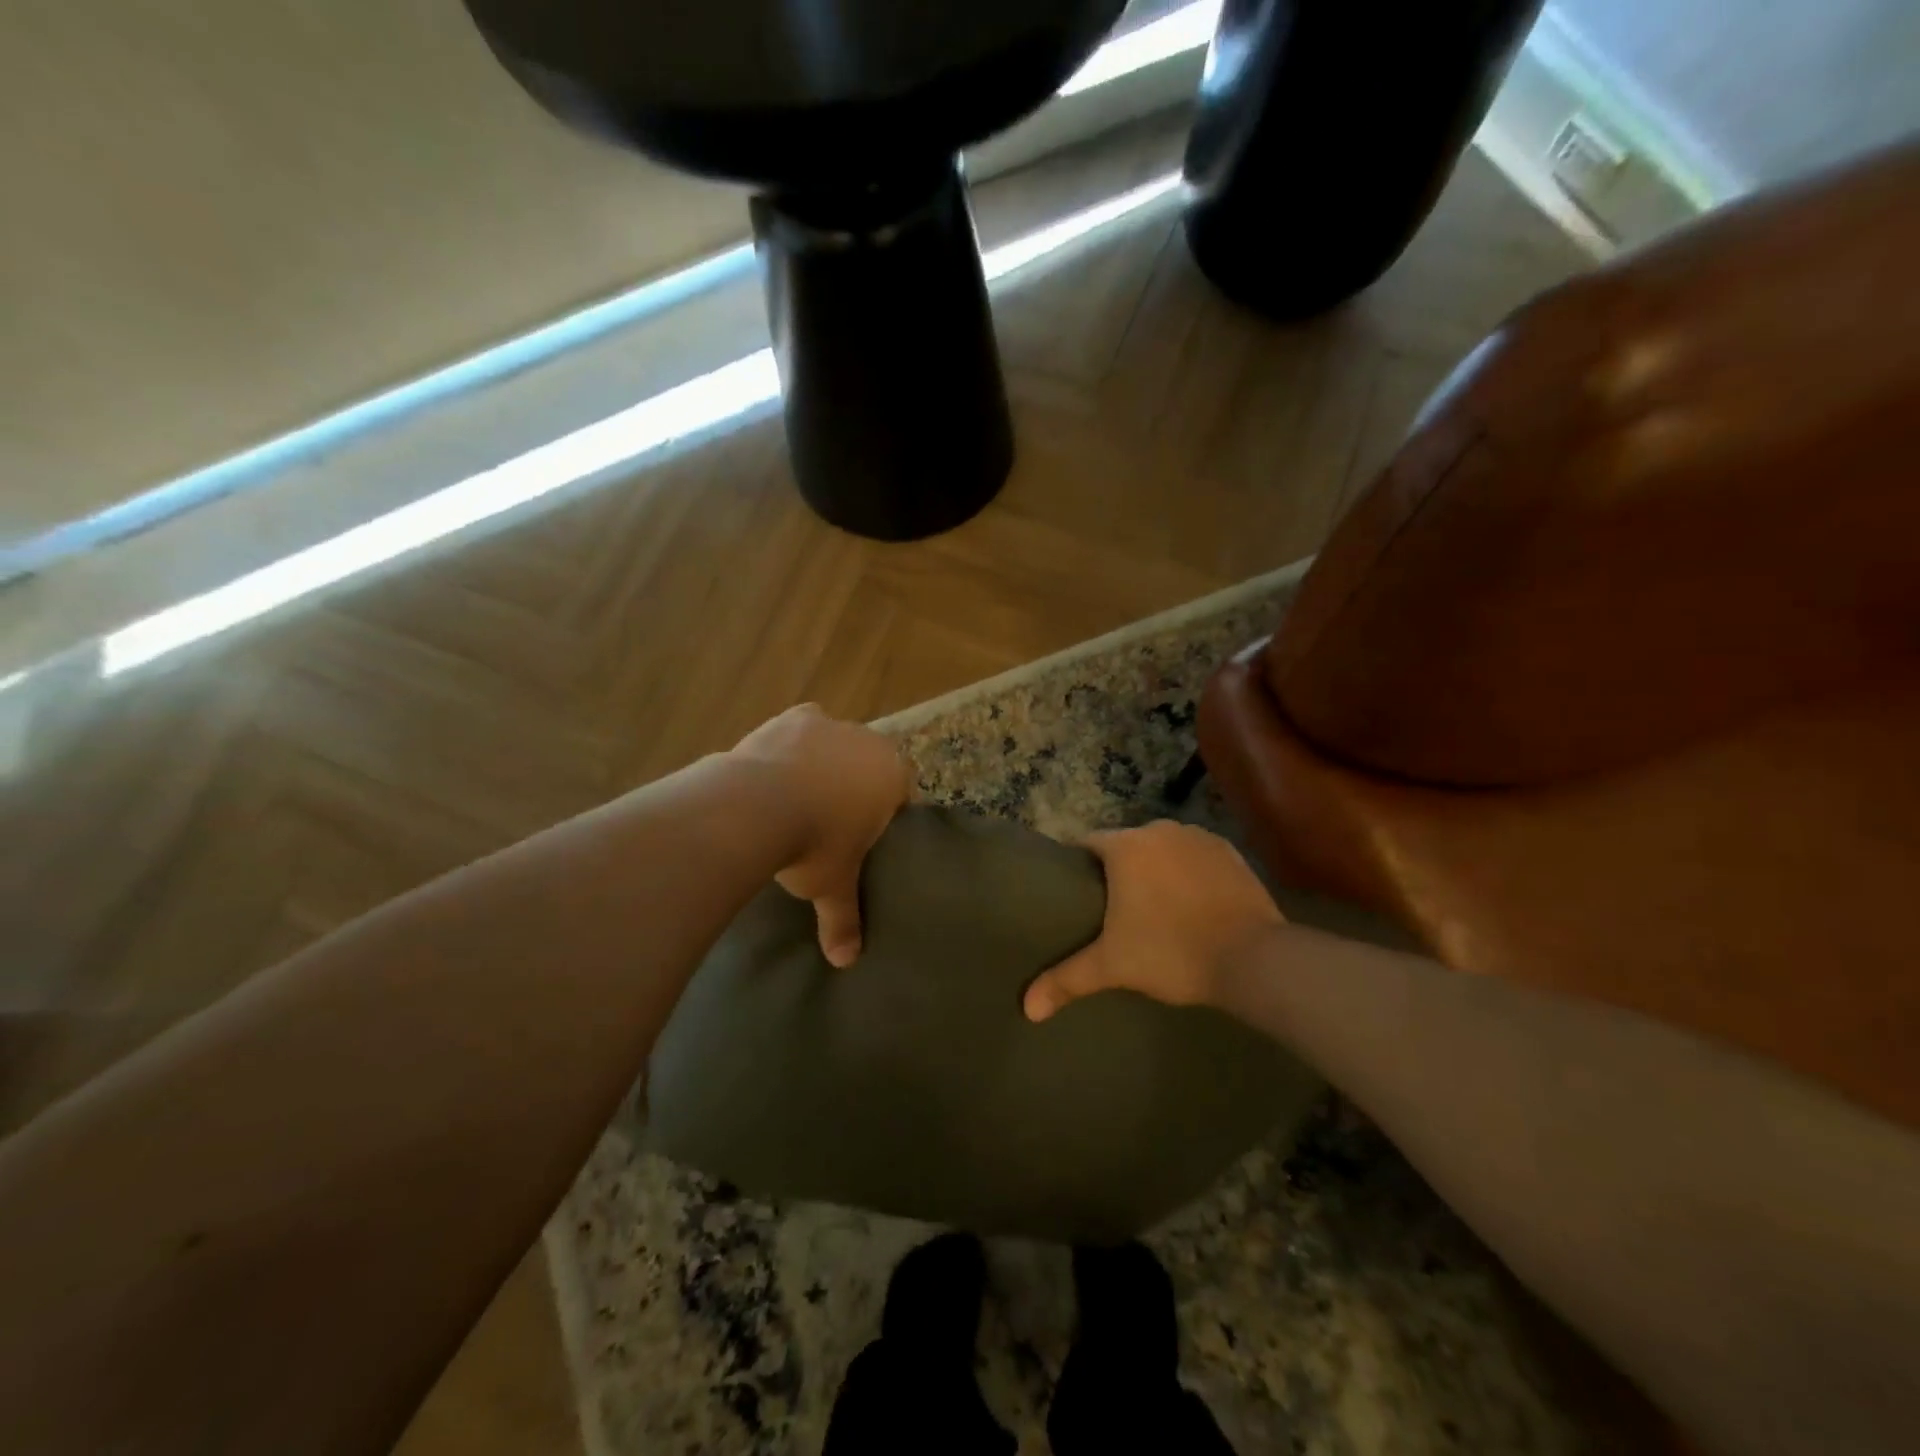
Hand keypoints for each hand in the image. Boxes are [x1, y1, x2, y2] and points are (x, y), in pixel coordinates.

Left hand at [730, 704, 912, 966]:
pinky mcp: (789, 718)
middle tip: (832, 821)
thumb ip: (843, 920)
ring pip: (835, 744)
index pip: (903, 791)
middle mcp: (868, 741)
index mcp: (892, 774)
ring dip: (823, 764)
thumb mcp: (832, 885)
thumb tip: (846, 962)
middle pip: (870, 763)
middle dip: (855, 785)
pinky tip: (774, 774)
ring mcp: (828, 724)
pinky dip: (792, 748)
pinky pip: (799, 731)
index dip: (888, 812)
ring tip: (797, 799)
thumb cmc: (814, 845)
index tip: (868, 835)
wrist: (755, 806)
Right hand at [1023, 820, 1283, 1021]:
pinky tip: (1191, 902)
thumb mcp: (1113, 966)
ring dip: (1155, 868)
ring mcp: (1198, 837)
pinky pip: (1195, 856)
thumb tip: (1027, 1008)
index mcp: (1125, 846)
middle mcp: (1159, 830)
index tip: (1075, 894)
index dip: (1078, 867)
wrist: (1254, 958)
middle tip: (1112, 908)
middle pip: (1125, 844)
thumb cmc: (1172, 953)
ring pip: (1162, 848)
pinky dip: (1188, 872)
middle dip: (1117, 869)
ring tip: (1153, 906)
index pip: (1087, 844)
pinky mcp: (1230, 851)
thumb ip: (1066, 980)